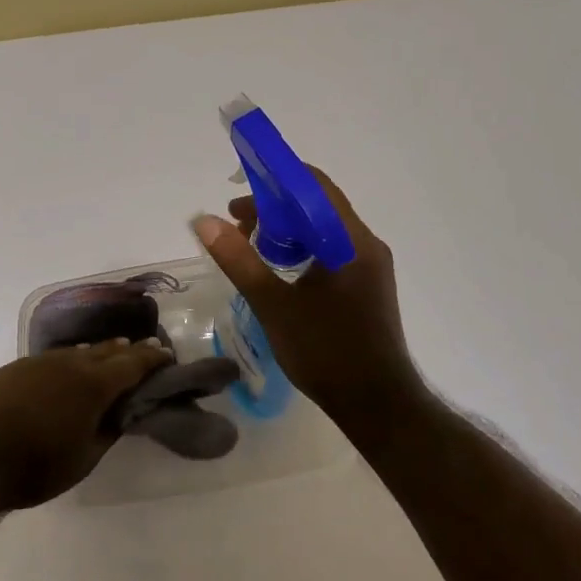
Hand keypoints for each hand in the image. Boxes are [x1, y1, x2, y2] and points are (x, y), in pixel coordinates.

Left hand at [0, 340, 173, 511]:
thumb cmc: (34, 466)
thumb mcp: (83, 460)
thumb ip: (106, 433)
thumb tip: (120, 415)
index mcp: (93, 385)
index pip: (132, 364)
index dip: (152, 358)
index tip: (167, 354)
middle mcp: (68, 364)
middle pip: (105, 351)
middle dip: (127, 350)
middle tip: (143, 349)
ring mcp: (37, 363)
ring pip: (76, 352)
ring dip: (96, 353)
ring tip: (108, 353)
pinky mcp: (12, 369)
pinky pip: (51, 359)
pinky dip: (68, 360)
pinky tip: (65, 368)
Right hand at [192, 169, 424, 423]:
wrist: (376, 404)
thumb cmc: (326, 353)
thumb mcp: (273, 305)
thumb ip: (239, 260)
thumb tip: (204, 221)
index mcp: (350, 241)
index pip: (314, 186)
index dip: (276, 177)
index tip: (240, 184)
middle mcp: (365, 244)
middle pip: (318, 206)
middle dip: (275, 206)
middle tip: (236, 221)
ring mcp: (369, 266)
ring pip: (323, 229)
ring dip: (286, 229)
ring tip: (250, 244)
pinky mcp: (366, 285)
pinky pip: (331, 250)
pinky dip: (302, 248)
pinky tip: (278, 269)